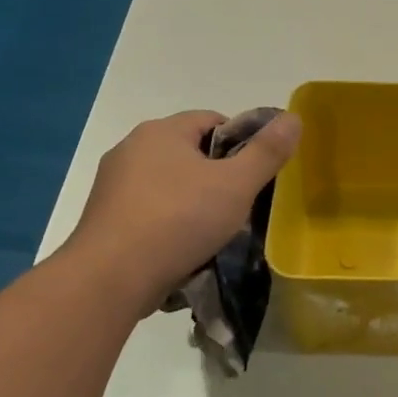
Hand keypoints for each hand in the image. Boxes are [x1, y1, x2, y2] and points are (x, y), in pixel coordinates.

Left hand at [65, 109, 301, 313]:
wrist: (110, 278)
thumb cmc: (178, 221)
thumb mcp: (237, 185)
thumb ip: (267, 152)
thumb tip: (293, 118)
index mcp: (162, 131)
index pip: (212, 120)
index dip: (241, 143)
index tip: (255, 175)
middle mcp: (131, 148)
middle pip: (189, 151)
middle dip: (216, 175)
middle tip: (239, 205)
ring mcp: (112, 184)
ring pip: (168, 183)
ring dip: (191, 200)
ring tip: (212, 231)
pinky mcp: (104, 217)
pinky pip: (148, 210)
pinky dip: (167, 222)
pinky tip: (181, 248)